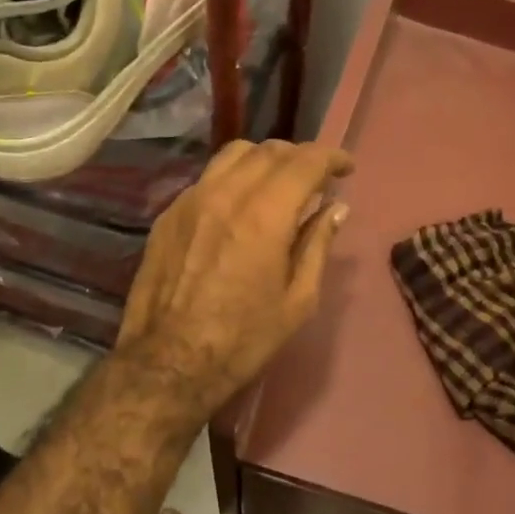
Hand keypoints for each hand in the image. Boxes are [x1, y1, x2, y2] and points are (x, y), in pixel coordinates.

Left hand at [116, 139, 353, 420]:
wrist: (169, 362)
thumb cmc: (243, 339)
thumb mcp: (297, 300)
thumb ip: (317, 245)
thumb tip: (335, 209)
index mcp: (264, 216)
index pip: (305, 163)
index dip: (331, 158)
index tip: (346, 168)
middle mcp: (225, 195)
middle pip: (269, 151)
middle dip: (300, 156)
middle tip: (317, 178)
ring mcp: (190, 201)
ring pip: (233, 155)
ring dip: (265, 160)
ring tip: (278, 183)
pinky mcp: (168, 215)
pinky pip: (207, 178)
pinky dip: (233, 178)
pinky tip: (240, 205)